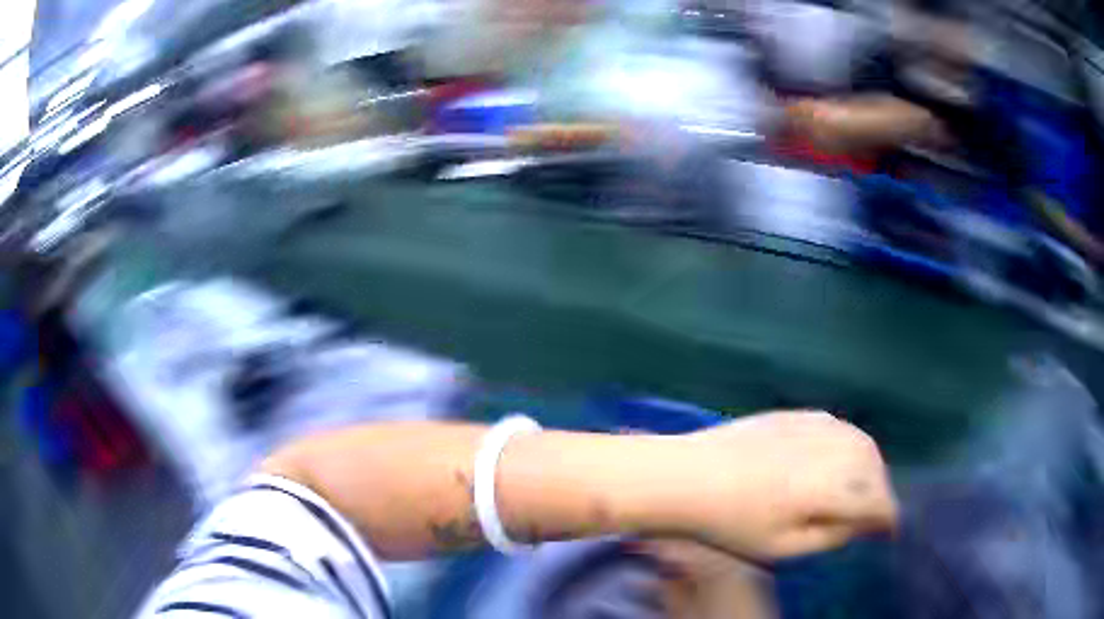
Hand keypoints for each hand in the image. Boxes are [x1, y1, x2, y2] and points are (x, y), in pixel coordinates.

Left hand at [666, 412, 896, 560]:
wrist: (686, 476)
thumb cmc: (730, 524)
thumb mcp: (783, 548)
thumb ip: (831, 535)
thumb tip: (862, 523)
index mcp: (829, 488)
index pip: (877, 502)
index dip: (887, 519)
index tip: (889, 532)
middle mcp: (830, 450)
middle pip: (875, 470)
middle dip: (879, 493)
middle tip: (871, 516)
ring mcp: (814, 425)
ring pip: (862, 444)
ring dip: (868, 468)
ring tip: (857, 491)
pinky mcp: (797, 413)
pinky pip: (840, 428)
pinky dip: (848, 446)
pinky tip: (837, 462)